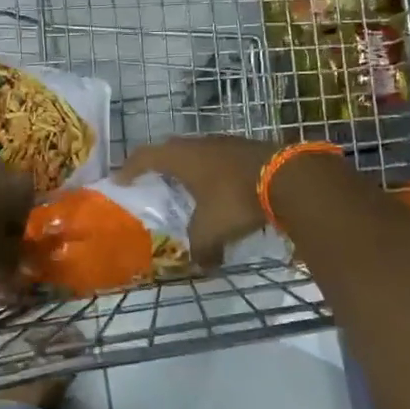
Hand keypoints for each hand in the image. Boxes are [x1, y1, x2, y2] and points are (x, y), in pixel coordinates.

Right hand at [119, 136, 280, 265]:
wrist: (289, 178)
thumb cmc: (236, 200)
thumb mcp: (211, 230)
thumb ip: (201, 249)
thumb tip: (203, 265)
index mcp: (181, 158)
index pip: (145, 157)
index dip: (130, 168)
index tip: (120, 180)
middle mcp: (200, 144)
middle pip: (172, 150)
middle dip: (160, 165)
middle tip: (153, 180)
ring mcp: (227, 143)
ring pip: (200, 153)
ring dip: (192, 169)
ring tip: (190, 188)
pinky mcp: (251, 149)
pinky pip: (223, 160)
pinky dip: (217, 174)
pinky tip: (224, 191)